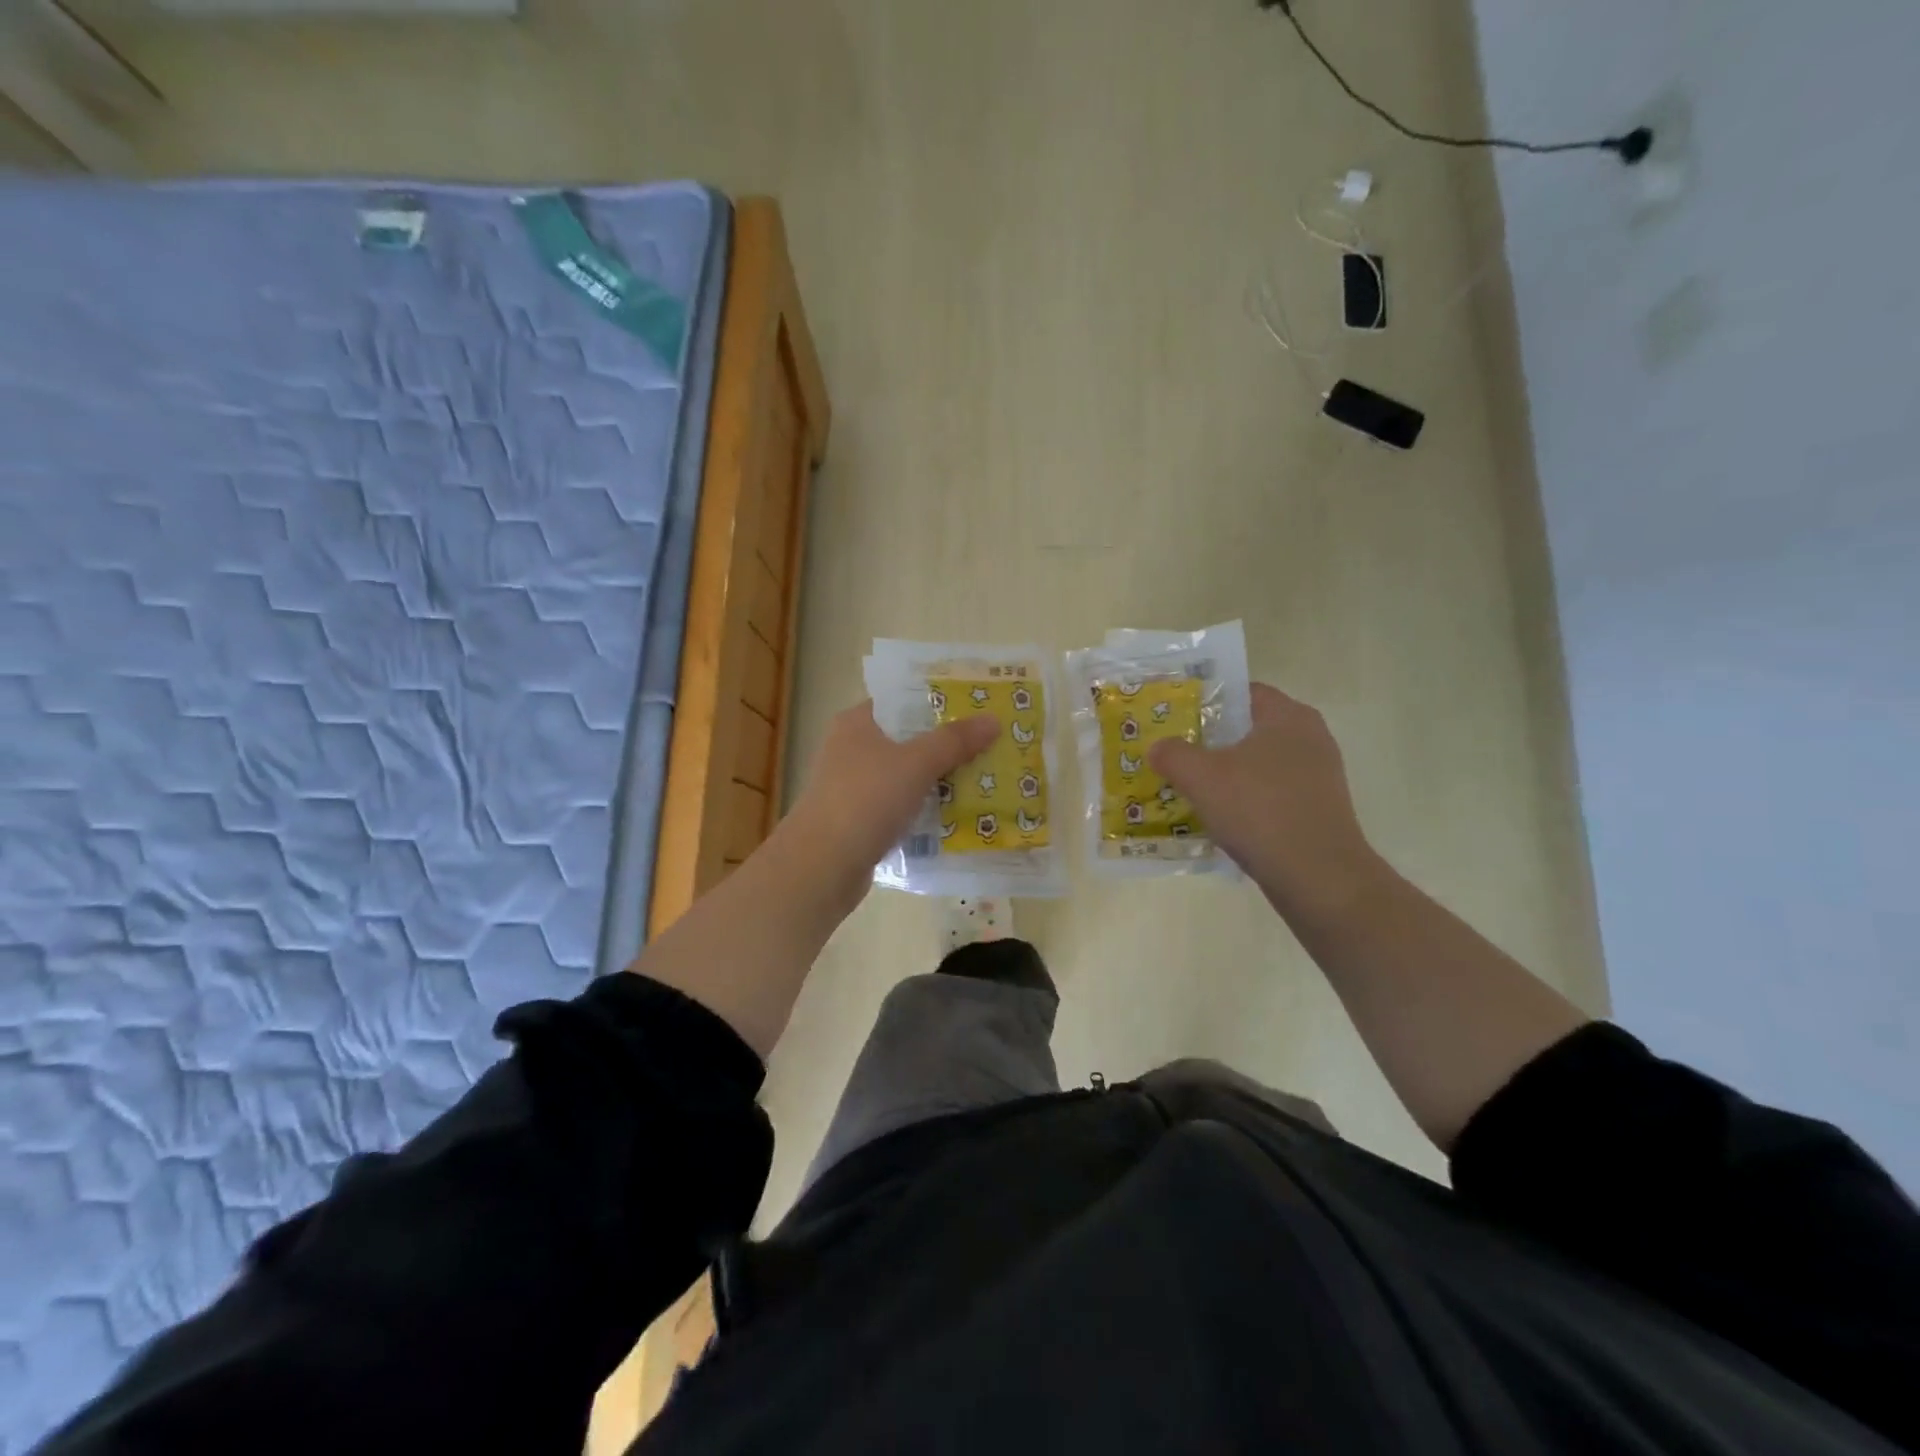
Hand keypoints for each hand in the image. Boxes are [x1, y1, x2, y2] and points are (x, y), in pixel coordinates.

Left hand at [778, 699, 998, 891]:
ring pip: (907, 776)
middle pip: (908, 739)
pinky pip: (902, 808)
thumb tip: (992, 720)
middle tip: (991, 745)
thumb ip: (954, 741)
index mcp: (857, 723)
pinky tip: (958, 817)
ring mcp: (854, 788)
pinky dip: (925, 810)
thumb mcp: (916, 763)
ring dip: (940, 780)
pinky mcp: (860, 822)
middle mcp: (852, 750)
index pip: (902, 701)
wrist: (822, 866)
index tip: (977, 708)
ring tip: (985, 780)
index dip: (939, 702)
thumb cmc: (865, 800)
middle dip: (947, 745)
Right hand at [1149, 683, 1381, 917]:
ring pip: (1261, 765)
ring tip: (1193, 788)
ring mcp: (1319, 776)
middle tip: (1177, 752)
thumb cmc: (1259, 810)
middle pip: (1251, 729)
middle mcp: (1311, 738)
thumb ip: (1173, 754)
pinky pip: (1273, 794)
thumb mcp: (1201, 777)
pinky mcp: (1319, 810)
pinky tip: (1223, 819)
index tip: (1176, 717)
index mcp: (1288, 716)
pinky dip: (1248, 800)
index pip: (1244, 692)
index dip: (1208, 700)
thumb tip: (1158, 747)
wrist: (1318, 877)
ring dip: (1230, 774)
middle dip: (1214, 740)